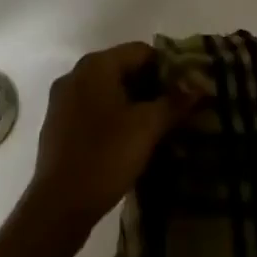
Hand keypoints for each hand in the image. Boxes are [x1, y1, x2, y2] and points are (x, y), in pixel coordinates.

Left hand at [26, 43, 200, 231]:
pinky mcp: (57, 123)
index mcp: (96, 65)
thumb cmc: (105, 157)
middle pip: (122, 68)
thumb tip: (199, 85)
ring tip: (155, 127)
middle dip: (150, 86)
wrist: (58, 205)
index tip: (184, 91)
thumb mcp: (146, 128)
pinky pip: (92, 107)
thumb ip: (173, 103)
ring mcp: (63, 98)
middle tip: (173, 110)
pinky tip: (126, 140)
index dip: (167, 67)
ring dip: (131, 103)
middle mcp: (76, 73)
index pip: (140, 51)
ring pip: (107, 89)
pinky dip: (112, 116)